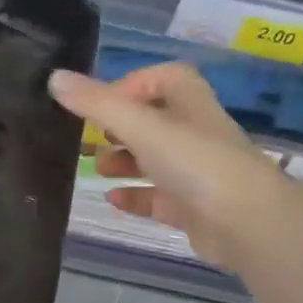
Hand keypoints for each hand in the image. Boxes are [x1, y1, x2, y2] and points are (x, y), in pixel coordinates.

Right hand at [50, 63, 279, 271]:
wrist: (247, 224)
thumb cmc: (196, 163)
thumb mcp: (141, 126)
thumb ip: (97, 103)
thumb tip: (54, 78)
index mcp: (190, 104)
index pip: (163, 79)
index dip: (130, 85)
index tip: (99, 103)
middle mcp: (194, 133)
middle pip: (153, 120)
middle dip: (118, 127)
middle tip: (86, 138)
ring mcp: (195, 172)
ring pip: (153, 159)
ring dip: (123, 161)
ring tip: (95, 168)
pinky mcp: (192, 208)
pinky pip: (156, 197)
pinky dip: (133, 196)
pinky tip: (111, 199)